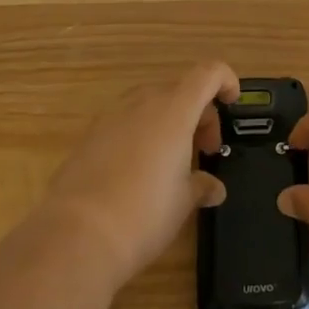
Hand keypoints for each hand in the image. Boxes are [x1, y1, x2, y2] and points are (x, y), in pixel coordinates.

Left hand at [42, 61, 238, 290]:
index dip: (225, 80)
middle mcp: (143, 102)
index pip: (208, 73)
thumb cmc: (143, 213)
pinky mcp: (89, 136)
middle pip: (181, 90)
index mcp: (174, 110)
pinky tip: (139, 172)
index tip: (232, 102)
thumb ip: (201, 185)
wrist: (76, 236)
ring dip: (170, 122)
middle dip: (199, 114)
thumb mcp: (183, 202)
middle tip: (204, 152)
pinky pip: (126, 122)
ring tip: (172, 162)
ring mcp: (111, 116)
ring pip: (151, 104)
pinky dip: (142, 134)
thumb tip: (212, 187)